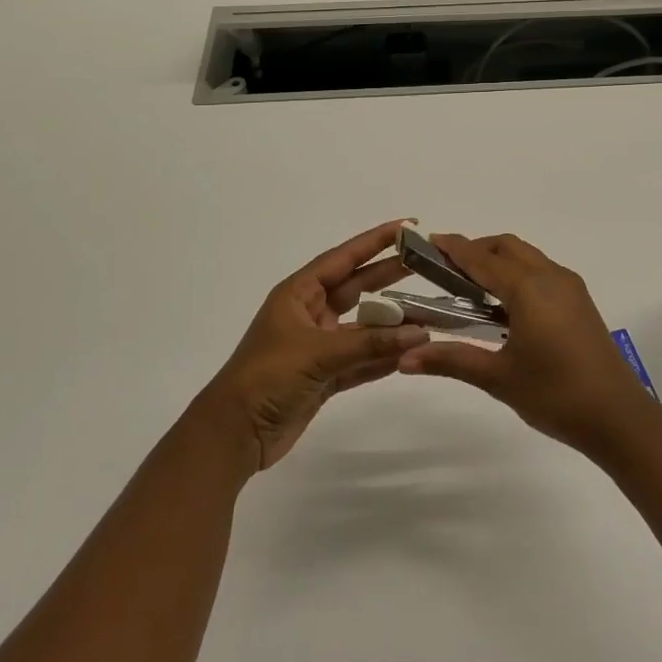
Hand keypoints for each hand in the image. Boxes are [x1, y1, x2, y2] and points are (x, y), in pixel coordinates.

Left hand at [198, 220, 429, 472]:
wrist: (233, 435)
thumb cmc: (268, 377)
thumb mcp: (319, 353)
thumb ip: (371, 343)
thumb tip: (420, 332)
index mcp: (299, 294)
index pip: (344, 258)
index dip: (375, 241)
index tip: (407, 227)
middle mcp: (310, 313)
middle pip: (357, 287)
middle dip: (389, 276)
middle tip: (428, 264)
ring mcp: (318, 346)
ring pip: (363, 328)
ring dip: (392, 324)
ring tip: (428, 315)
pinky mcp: (323, 376)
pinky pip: (360, 360)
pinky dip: (383, 358)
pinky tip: (410, 353)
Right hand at [397, 233, 652, 451]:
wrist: (618, 417)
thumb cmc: (555, 395)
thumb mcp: (498, 378)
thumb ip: (451, 360)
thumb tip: (404, 359)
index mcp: (528, 288)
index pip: (482, 259)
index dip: (454, 248)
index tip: (428, 242)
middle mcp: (550, 276)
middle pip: (506, 247)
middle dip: (476, 250)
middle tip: (446, 269)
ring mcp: (569, 287)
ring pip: (527, 256)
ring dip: (498, 260)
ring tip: (470, 286)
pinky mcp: (580, 301)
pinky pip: (541, 271)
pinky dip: (517, 273)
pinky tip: (504, 305)